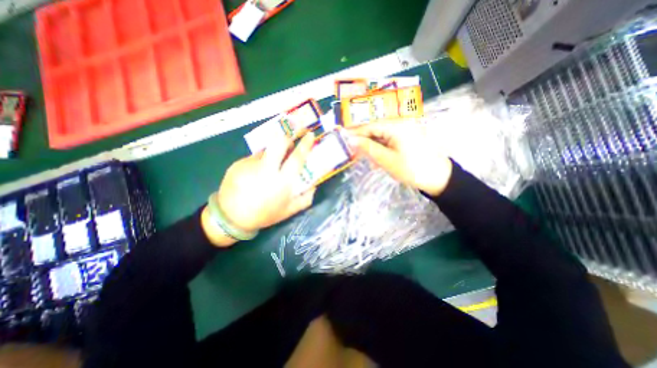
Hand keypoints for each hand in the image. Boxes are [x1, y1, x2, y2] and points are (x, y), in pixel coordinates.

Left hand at [201, 133, 316, 246]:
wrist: (231, 218)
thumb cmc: (264, 214)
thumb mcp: (289, 211)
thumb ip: (305, 199)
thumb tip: (314, 185)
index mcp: (281, 182)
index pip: (296, 158)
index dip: (305, 145)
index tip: (310, 135)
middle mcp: (266, 169)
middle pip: (278, 143)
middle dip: (287, 137)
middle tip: (290, 142)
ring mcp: (250, 164)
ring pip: (266, 150)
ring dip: (272, 154)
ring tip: (269, 168)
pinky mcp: (238, 163)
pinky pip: (254, 158)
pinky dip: (259, 163)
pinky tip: (255, 175)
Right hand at [351, 122, 454, 197]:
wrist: (438, 177)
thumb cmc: (411, 169)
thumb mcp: (386, 159)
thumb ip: (368, 148)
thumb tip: (351, 140)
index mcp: (396, 126)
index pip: (370, 126)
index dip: (356, 133)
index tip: (344, 139)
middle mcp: (400, 124)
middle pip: (376, 130)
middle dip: (365, 142)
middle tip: (355, 154)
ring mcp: (405, 130)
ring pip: (382, 136)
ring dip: (374, 148)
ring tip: (370, 162)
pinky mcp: (407, 137)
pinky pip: (390, 141)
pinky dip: (383, 150)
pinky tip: (380, 161)